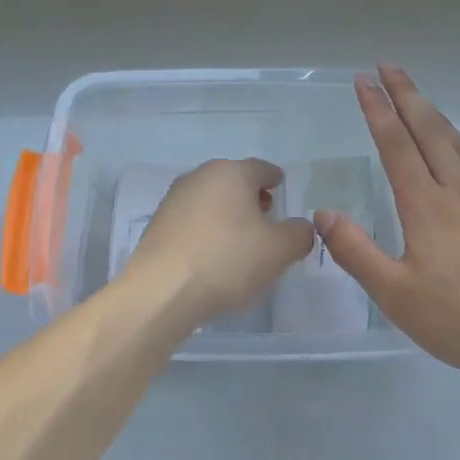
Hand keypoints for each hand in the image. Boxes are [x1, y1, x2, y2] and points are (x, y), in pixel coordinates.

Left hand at [125, 158, 315, 324]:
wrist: (161, 291)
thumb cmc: (227, 261)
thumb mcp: (278, 251)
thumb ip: (298, 234)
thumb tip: (301, 228)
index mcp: (231, 172)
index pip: (261, 168)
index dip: (275, 179)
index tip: (281, 188)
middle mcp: (200, 176)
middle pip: (233, 181)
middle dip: (251, 196)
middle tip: (266, 217)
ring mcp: (174, 198)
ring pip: (210, 199)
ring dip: (227, 213)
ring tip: (241, 240)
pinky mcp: (157, 223)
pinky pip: (192, 219)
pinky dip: (206, 229)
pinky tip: (212, 253)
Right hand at [317, 66, 459, 373]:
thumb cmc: (457, 320)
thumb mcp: (394, 294)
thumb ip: (356, 250)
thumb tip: (323, 213)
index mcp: (425, 206)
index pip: (396, 145)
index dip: (378, 110)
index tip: (364, 81)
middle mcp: (459, 193)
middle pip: (430, 133)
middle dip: (407, 97)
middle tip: (390, 67)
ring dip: (441, 120)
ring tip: (425, 101)